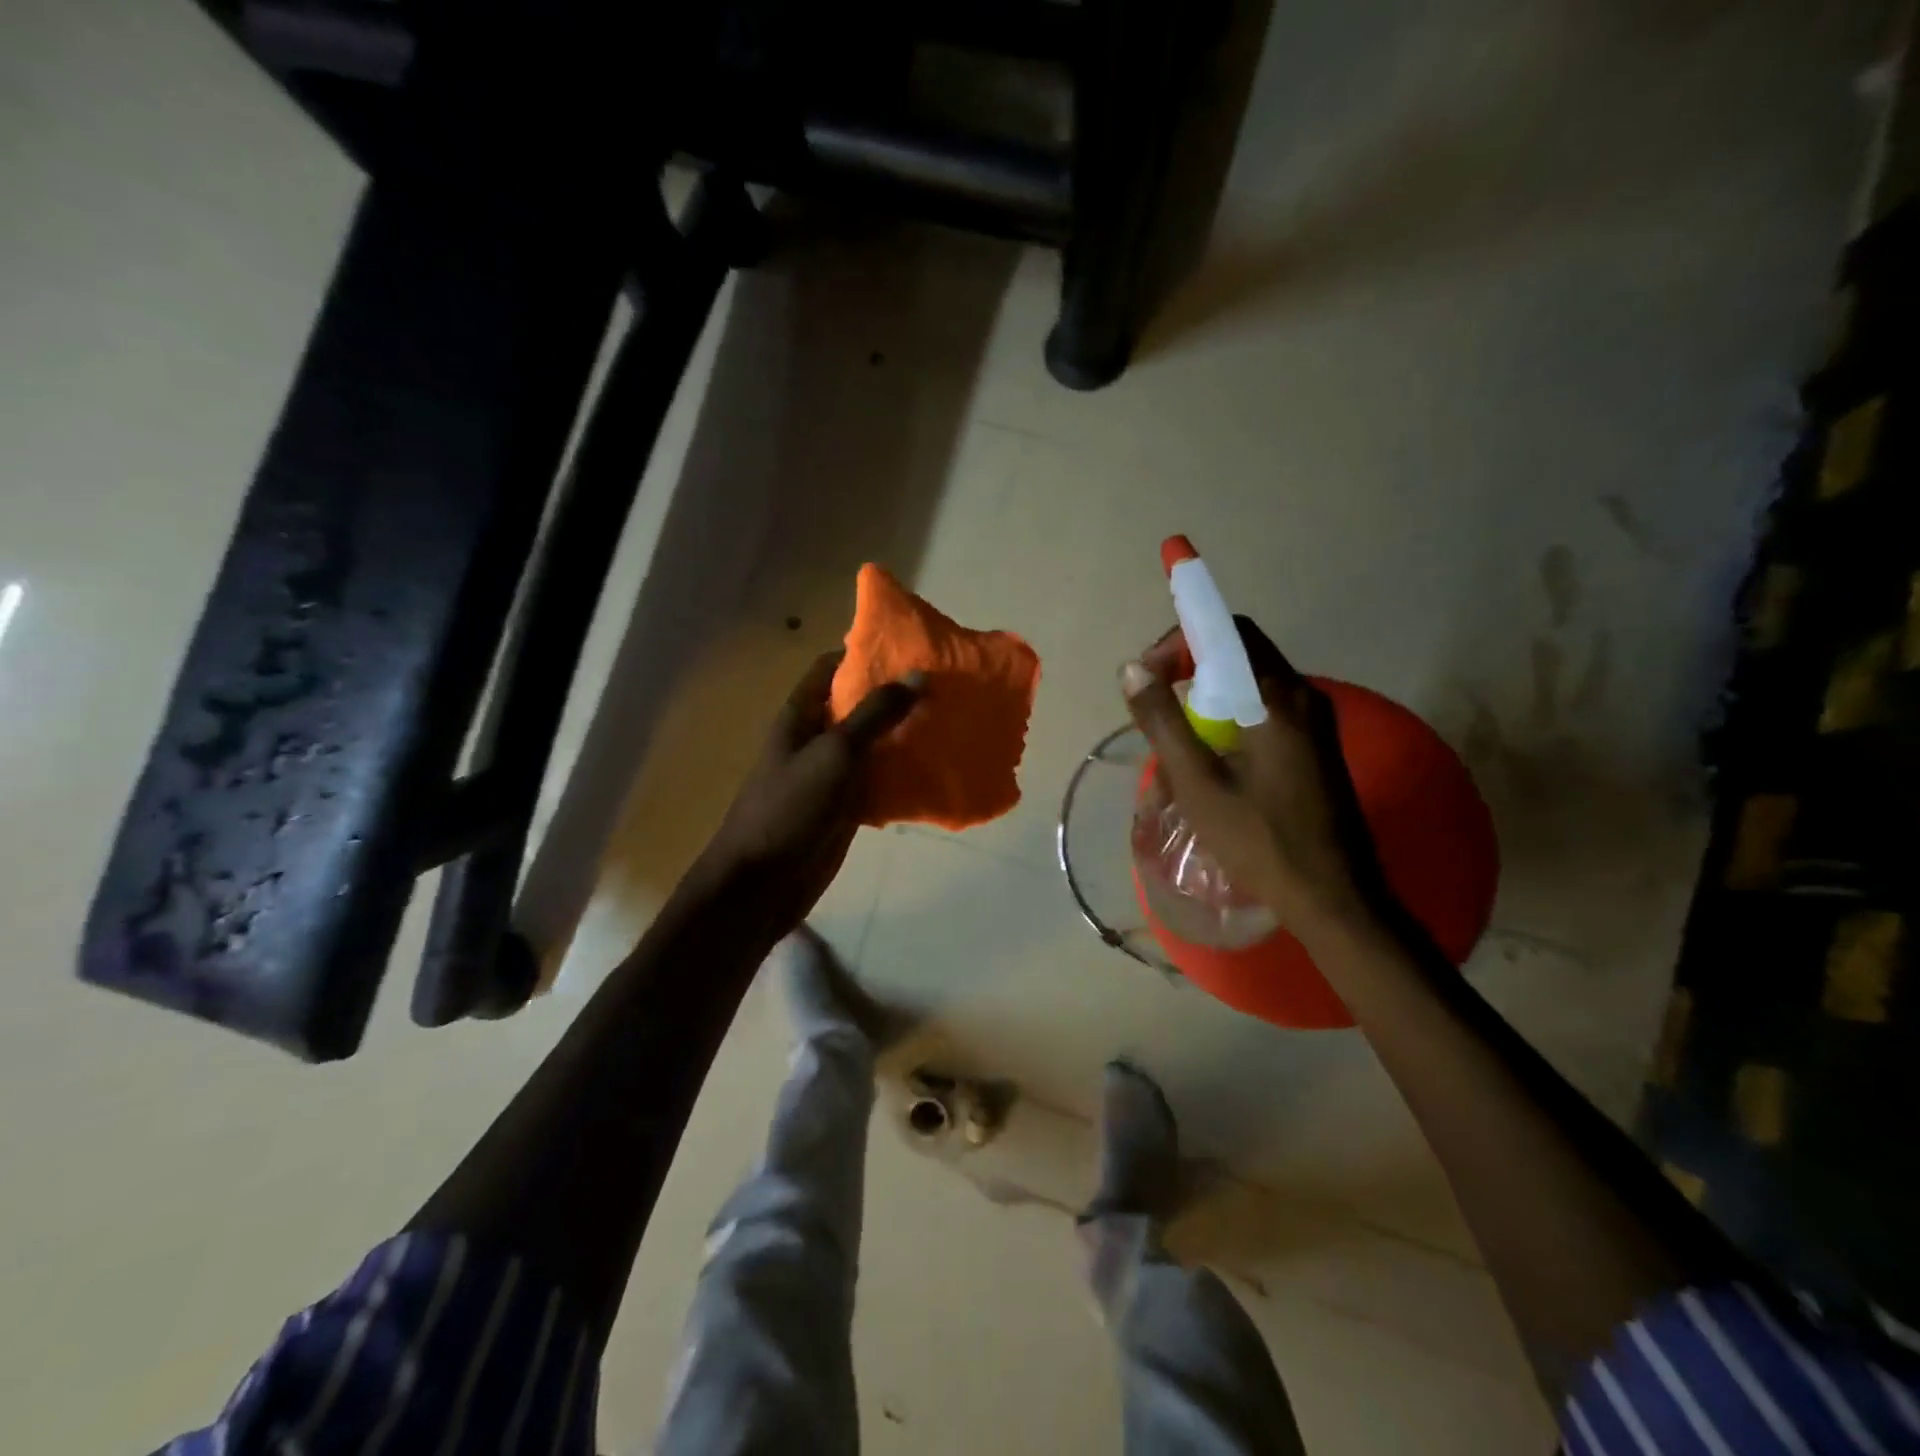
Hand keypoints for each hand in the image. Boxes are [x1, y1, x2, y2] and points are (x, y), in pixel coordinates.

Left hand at [695, 650, 922, 932]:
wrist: (763, 882)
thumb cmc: (790, 806)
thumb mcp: (835, 752)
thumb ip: (876, 714)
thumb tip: (918, 675)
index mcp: (801, 715)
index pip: (831, 668)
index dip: (864, 654)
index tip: (910, 649)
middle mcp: (816, 738)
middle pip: (857, 706)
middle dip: (895, 696)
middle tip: (944, 685)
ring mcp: (832, 775)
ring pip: (874, 746)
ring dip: (905, 736)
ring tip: (951, 721)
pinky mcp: (846, 808)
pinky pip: (880, 782)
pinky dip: (905, 775)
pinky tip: (938, 769)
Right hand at [1120, 618, 1375, 942]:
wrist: (1333, 897)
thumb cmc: (1260, 840)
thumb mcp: (1198, 782)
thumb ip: (1163, 721)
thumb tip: (1132, 670)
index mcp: (1277, 697)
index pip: (1228, 632)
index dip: (1180, 641)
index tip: (1148, 676)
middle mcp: (1305, 696)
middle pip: (1241, 653)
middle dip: (1190, 667)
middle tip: (1155, 702)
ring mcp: (1317, 721)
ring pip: (1253, 682)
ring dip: (1209, 694)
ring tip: (1177, 733)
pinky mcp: (1318, 745)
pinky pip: (1268, 708)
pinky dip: (1232, 714)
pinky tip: (1212, 756)